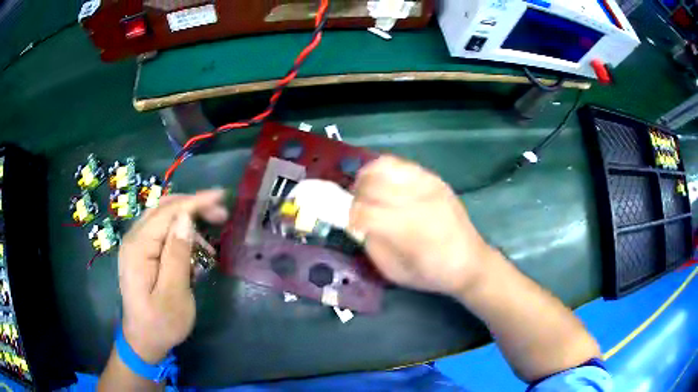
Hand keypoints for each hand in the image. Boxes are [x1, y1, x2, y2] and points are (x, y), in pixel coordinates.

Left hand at [117, 189, 226, 362]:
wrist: (143, 340)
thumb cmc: (161, 323)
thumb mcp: (174, 294)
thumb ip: (177, 255)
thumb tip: (186, 219)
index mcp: (138, 248)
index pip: (168, 212)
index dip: (195, 202)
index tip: (221, 196)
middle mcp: (133, 239)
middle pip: (163, 209)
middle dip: (192, 206)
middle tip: (220, 214)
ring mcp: (135, 245)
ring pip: (163, 219)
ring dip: (187, 222)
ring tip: (208, 245)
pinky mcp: (140, 254)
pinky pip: (161, 233)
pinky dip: (179, 236)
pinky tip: (192, 252)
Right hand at [349, 156, 494, 296]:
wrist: (470, 262)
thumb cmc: (432, 274)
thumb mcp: (394, 271)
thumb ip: (371, 244)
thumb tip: (358, 222)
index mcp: (409, 230)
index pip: (364, 211)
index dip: (350, 217)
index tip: (351, 226)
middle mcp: (418, 200)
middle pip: (371, 184)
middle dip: (356, 197)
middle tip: (357, 209)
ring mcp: (428, 185)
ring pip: (383, 166)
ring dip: (366, 178)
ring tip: (366, 191)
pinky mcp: (435, 178)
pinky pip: (400, 164)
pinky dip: (383, 171)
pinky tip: (384, 184)